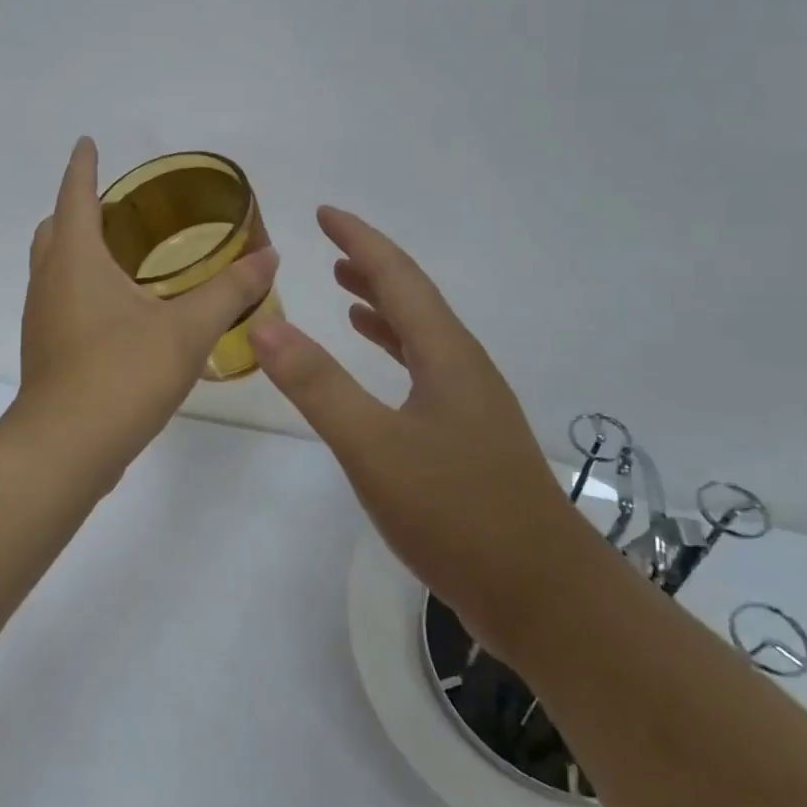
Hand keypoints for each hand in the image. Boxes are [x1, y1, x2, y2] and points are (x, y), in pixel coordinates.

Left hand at [8, 138, 278, 485]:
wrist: (66, 448)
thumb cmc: (123, 374)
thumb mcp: (188, 330)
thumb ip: (231, 291)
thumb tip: (270, 256)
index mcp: (76, 259)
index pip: (76, 195)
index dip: (83, 166)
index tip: (87, 143)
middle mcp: (50, 280)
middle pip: (56, 228)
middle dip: (80, 207)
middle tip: (117, 204)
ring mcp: (42, 317)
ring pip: (54, 265)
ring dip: (78, 247)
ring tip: (121, 250)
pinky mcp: (46, 349)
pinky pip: (61, 298)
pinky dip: (82, 284)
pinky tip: (117, 308)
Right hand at [248, 207, 568, 613]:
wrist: (542, 594)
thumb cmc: (456, 512)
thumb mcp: (374, 446)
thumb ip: (318, 385)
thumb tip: (265, 324)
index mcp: (445, 354)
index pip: (398, 277)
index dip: (361, 240)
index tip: (326, 212)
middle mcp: (462, 367)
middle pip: (413, 299)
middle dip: (372, 265)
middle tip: (330, 245)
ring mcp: (470, 404)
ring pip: (420, 336)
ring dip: (383, 308)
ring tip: (346, 292)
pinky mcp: (468, 438)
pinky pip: (423, 372)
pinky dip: (394, 353)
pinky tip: (380, 369)